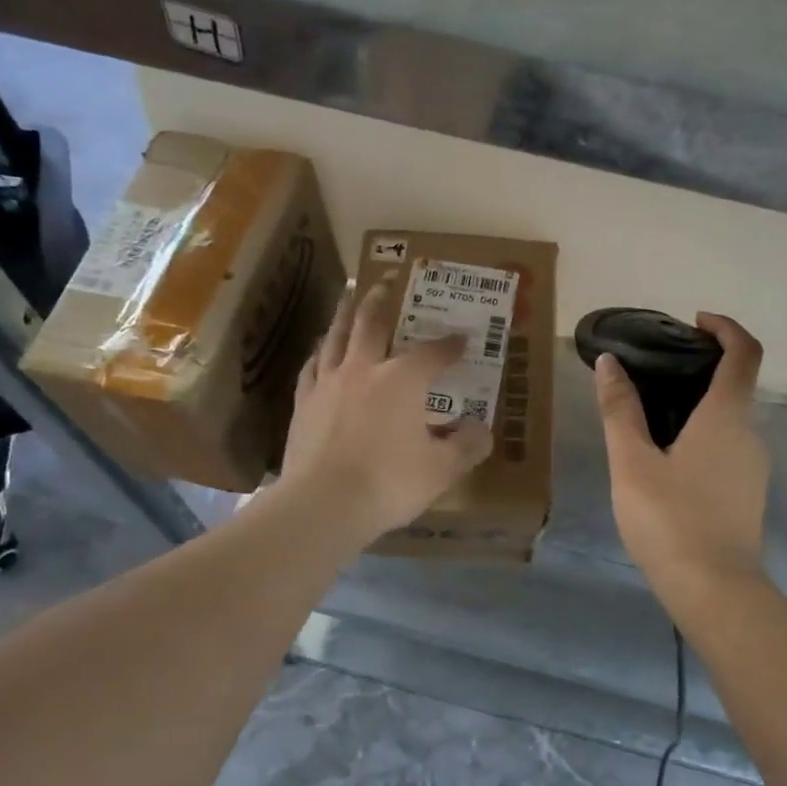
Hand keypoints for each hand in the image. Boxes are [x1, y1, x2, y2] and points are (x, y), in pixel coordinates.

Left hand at [280, 281, 493, 541]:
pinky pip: (313, 366)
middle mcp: (363, 369)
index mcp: (402, 379)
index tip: (462, 339)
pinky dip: (321, 352)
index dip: (450, 345)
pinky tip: (322, 352)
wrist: (323, 504)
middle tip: (387, 281)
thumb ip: (467, 446)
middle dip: (382, 300)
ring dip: (345, 313)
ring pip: (336, 336)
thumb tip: (483, 429)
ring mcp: (328, 383)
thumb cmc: (389, 482)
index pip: (432, 353)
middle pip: (372, 323)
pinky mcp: (303, 403)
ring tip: (350, 297)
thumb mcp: (442, 469)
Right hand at [594, 313, 769, 595]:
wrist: (713, 589)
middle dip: (703, 367)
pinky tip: (667, 458)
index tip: (695, 321)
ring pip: (731, 419)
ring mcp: (753, 466)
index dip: (726, 327)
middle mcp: (749, 434)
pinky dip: (704, 433)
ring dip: (700, 404)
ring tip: (652, 414)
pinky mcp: (748, 493)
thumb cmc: (669, 519)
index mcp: (726, 417)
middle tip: (656, 370)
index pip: (744, 353)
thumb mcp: (632, 462)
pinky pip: (728, 446)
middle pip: (737, 384)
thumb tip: (610, 363)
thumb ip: (620, 410)